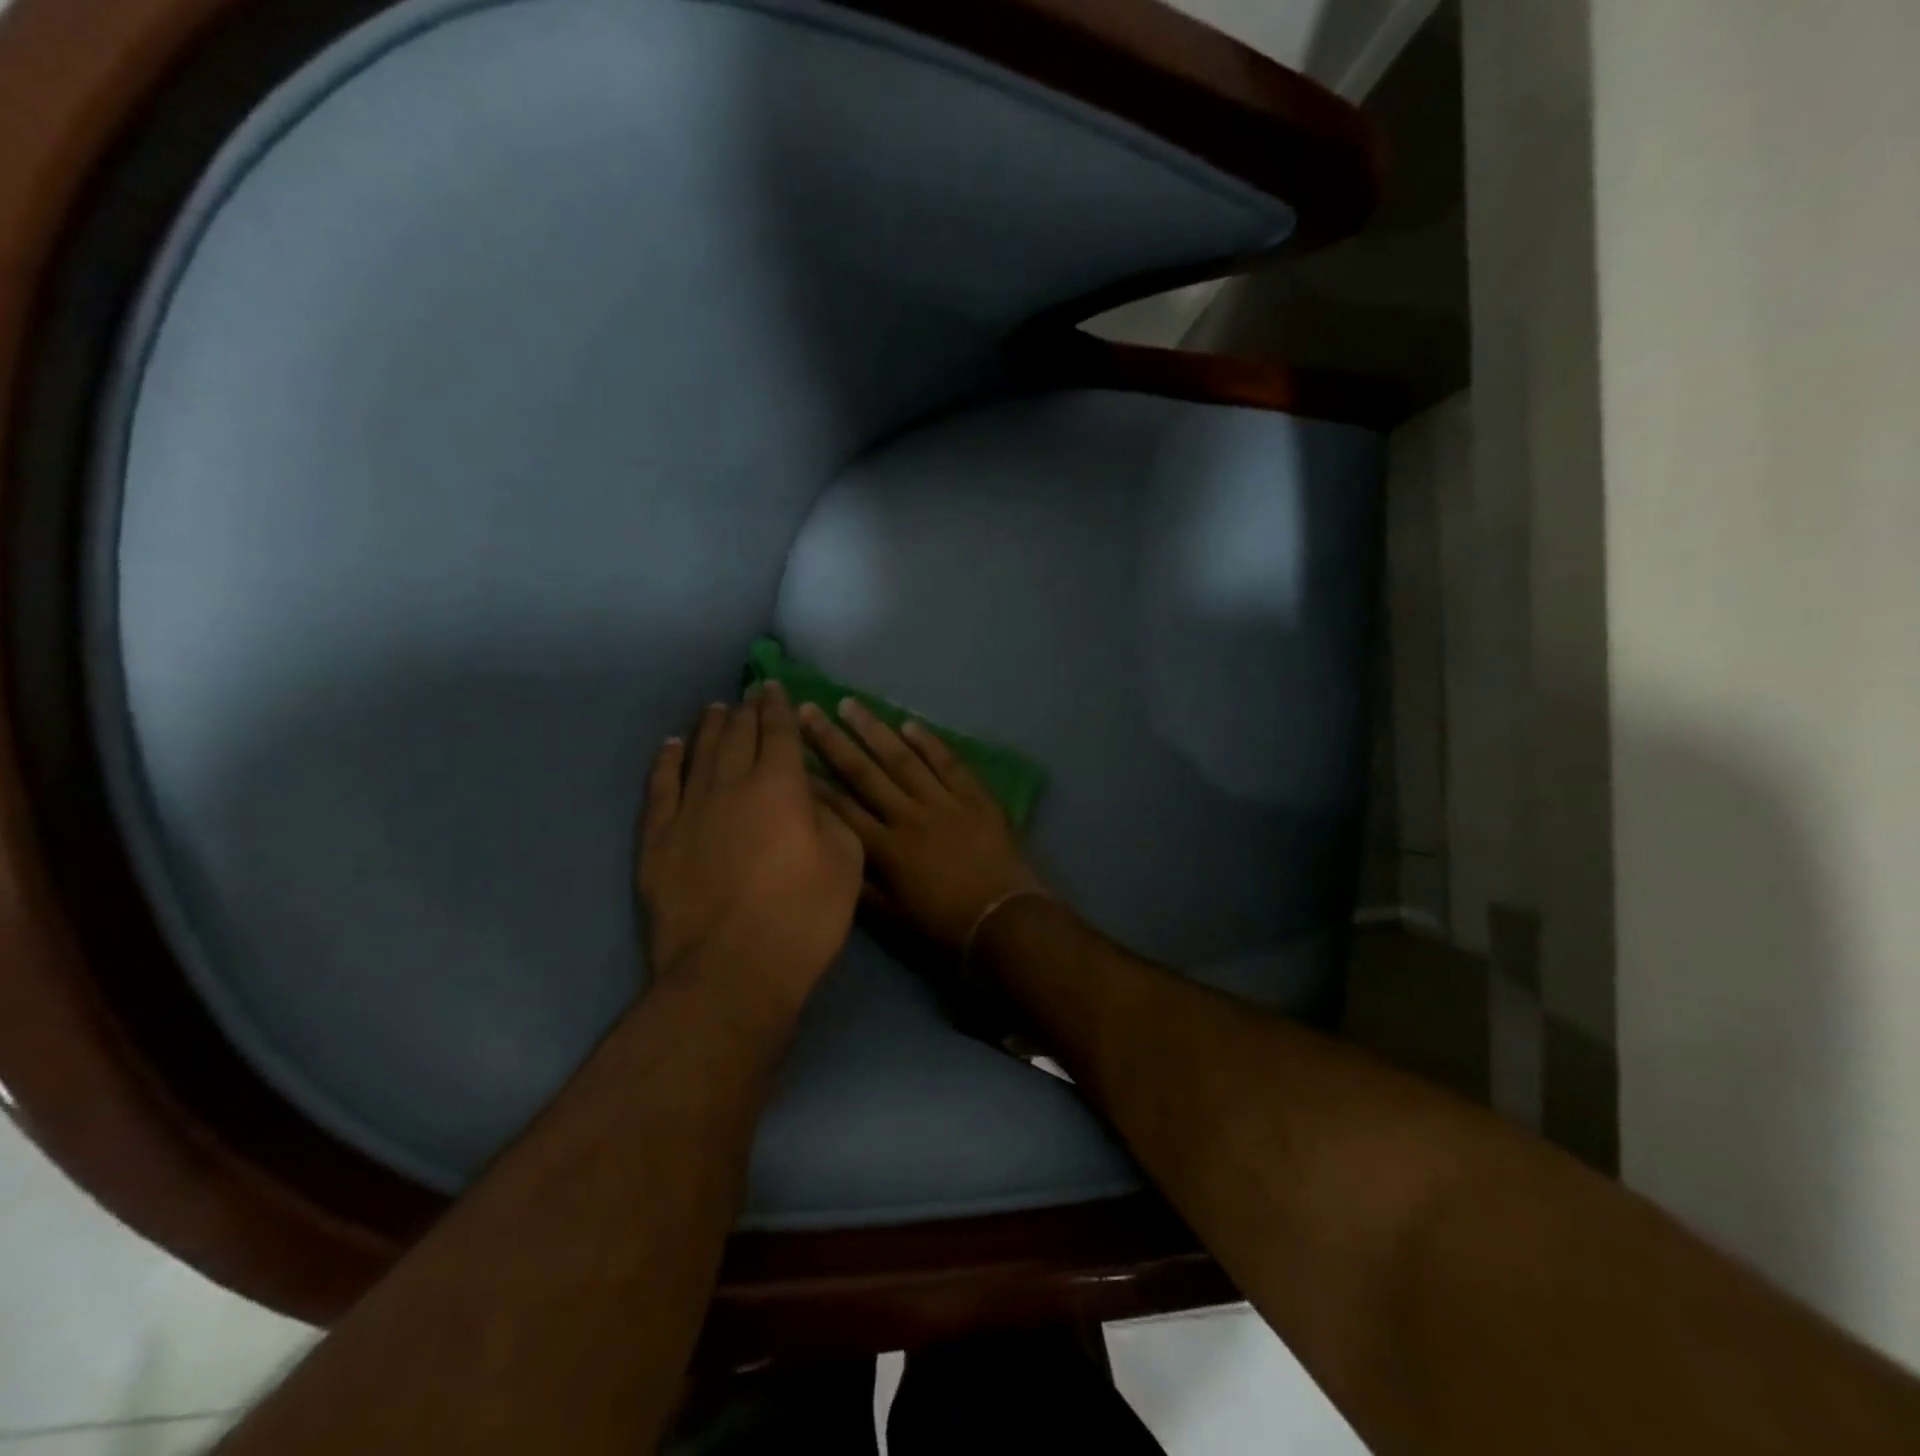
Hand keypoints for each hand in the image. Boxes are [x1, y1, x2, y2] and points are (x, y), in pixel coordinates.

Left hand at [638, 684, 862, 1013]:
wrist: (732, 970)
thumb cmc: (803, 917)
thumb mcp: (846, 863)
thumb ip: (830, 818)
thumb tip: (808, 799)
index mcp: (781, 786)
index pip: (779, 733)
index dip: (778, 707)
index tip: (775, 688)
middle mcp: (732, 785)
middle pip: (738, 736)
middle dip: (746, 711)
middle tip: (749, 695)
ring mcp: (689, 810)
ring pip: (699, 754)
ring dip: (709, 728)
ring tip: (714, 709)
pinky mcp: (658, 840)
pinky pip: (660, 788)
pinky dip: (666, 762)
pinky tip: (670, 747)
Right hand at [799, 699, 1045, 958]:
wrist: (1004, 921)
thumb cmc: (945, 927)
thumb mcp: (893, 918)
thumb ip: (862, 886)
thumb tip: (833, 856)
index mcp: (886, 849)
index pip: (841, 809)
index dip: (814, 783)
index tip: (791, 755)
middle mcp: (909, 817)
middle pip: (865, 773)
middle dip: (833, 741)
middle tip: (810, 710)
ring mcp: (944, 803)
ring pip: (903, 759)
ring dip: (875, 730)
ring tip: (851, 704)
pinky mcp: (975, 798)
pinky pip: (949, 763)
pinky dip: (930, 743)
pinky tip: (910, 724)